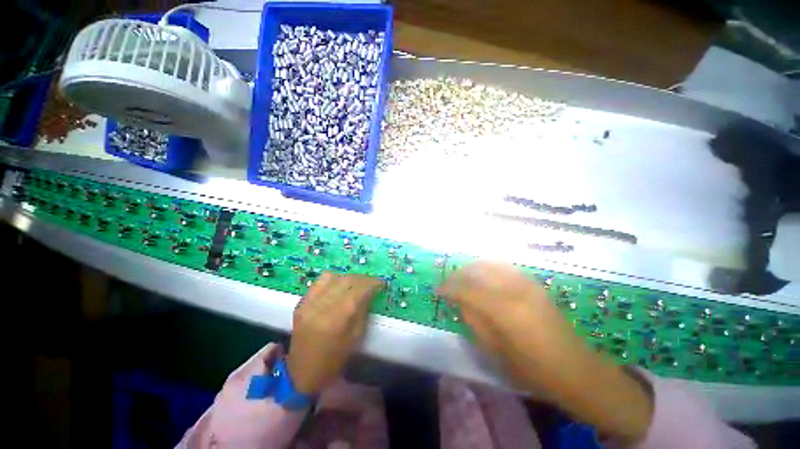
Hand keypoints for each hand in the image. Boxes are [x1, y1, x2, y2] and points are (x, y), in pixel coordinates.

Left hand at [286, 273, 384, 395]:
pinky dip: (332, 280)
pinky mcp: (301, 303)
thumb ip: (363, 310)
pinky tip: (338, 286)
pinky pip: (318, 282)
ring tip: (355, 283)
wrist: (303, 372)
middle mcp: (322, 306)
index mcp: (338, 319)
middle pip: (346, 280)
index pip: (359, 290)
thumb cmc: (334, 359)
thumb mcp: (356, 337)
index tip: (381, 283)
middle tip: (371, 282)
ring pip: (332, 277)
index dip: (372, 283)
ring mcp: (308, 303)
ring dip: (347, 277)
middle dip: (362, 278)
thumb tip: (370, 292)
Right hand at [438, 261, 653, 444]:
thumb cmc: (532, 368)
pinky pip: (504, 267)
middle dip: (458, 275)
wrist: (574, 368)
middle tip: (448, 283)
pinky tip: (483, 276)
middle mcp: (513, 288)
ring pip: (490, 264)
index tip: (437, 290)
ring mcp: (526, 282)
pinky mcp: (533, 282)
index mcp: (503, 309)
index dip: (448, 287)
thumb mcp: (495, 350)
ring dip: (472, 268)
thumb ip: (474, 320)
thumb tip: (459, 301)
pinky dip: (488, 267)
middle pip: (477, 271)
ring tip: (463, 278)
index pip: (467, 289)